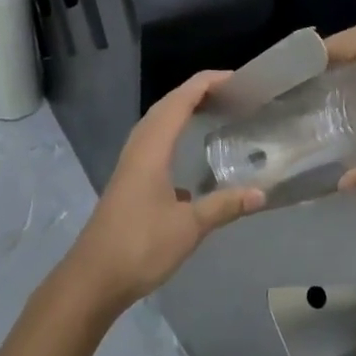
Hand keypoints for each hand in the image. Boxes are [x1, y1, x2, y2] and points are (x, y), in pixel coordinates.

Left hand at [61, 71, 262, 308]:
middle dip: (196, 93)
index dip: (205, 83)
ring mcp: (130, 166)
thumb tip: (261, 192)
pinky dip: (173, 137)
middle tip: (231, 92)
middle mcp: (137, 149)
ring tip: (212, 112)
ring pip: (156, 126)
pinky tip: (188, 159)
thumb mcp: (189, 227)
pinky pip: (153, 145)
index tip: (236, 78)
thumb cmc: (140, 246)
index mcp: (151, 149)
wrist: (94, 278)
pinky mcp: (128, 183)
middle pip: (165, 107)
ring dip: (181, 112)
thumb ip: (224, 206)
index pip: (179, 101)